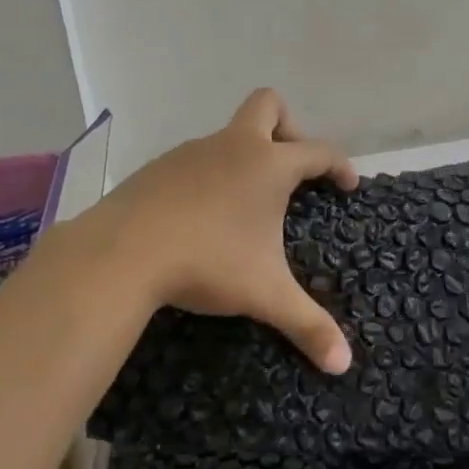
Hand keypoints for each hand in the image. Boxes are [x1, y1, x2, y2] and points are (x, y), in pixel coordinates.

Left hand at [91, 88, 358, 372]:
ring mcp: (191, 151)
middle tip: (293, 170)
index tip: (348, 185)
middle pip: (268, 104)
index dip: (340, 164)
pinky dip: (211, 175)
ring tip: (246, 205)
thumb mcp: (264, 295)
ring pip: (228, 134)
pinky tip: (202, 216)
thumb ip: (308, 325)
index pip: (319, 150)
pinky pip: (196, 158)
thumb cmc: (206, 263)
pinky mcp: (158, 167)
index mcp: (268, 165)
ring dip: (246, 156)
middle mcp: (233, 146)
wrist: (120, 253)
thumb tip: (343, 364)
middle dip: (289, 127)